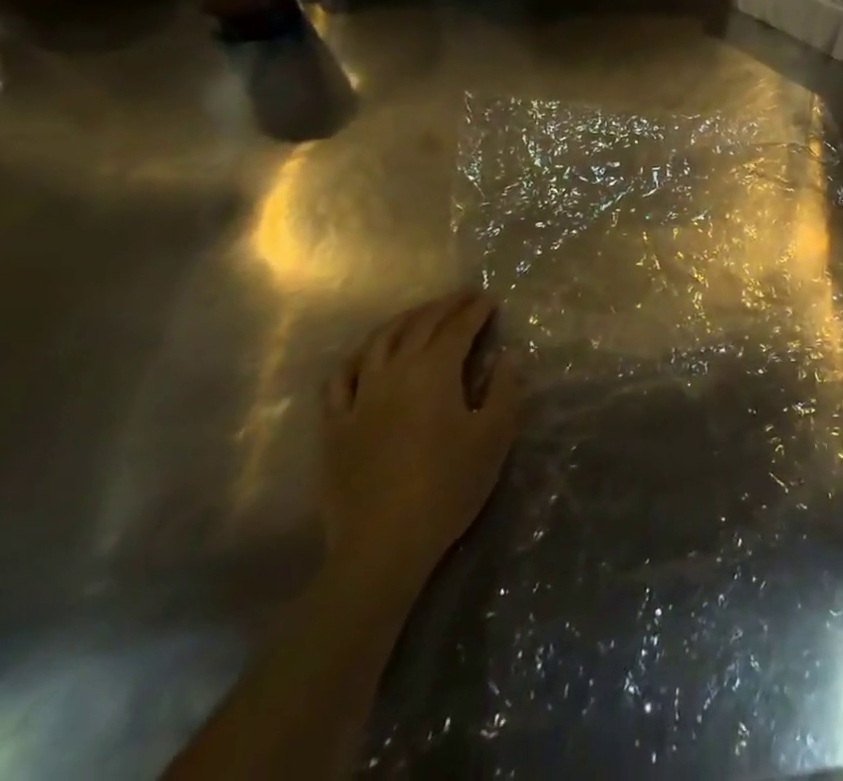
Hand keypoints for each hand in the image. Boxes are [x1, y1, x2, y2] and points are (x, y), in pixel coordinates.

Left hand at [321, 292, 522, 587]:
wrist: (383, 545)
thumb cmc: (447, 488)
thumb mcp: (494, 437)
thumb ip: (505, 389)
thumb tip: (508, 355)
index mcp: (433, 373)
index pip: (457, 329)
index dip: (475, 310)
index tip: (490, 298)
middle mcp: (393, 373)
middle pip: (418, 327)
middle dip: (444, 306)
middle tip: (463, 297)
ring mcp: (359, 398)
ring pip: (377, 343)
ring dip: (402, 321)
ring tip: (419, 314)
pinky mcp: (334, 426)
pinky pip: (339, 379)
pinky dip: (355, 357)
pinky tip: (365, 354)